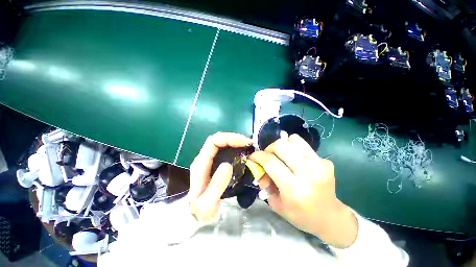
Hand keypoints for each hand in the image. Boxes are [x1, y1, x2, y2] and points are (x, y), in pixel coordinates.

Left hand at [189, 132, 252, 221]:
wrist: (196, 215)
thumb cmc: (201, 211)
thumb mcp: (207, 204)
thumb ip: (216, 186)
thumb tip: (227, 165)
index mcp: (200, 164)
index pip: (213, 142)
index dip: (228, 139)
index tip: (244, 143)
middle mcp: (203, 158)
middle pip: (217, 139)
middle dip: (234, 137)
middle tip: (249, 143)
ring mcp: (209, 159)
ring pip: (221, 142)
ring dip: (235, 140)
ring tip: (248, 145)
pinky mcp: (214, 162)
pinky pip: (224, 148)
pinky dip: (234, 146)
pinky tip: (243, 150)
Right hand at [249, 134, 357, 247]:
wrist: (330, 217)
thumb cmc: (300, 215)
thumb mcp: (276, 204)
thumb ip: (264, 183)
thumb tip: (259, 168)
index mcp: (293, 188)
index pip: (270, 162)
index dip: (258, 156)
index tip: (253, 156)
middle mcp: (308, 173)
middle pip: (281, 145)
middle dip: (269, 148)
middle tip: (268, 156)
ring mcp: (319, 164)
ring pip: (294, 139)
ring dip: (283, 145)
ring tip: (281, 155)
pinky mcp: (326, 161)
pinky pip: (304, 146)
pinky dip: (295, 149)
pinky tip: (295, 160)